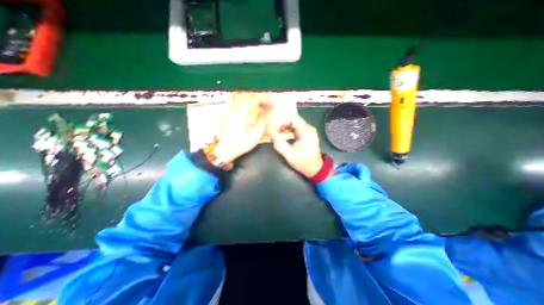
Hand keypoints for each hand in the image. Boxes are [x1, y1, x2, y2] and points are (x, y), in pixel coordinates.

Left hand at [214, 93, 269, 162]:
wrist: (224, 150)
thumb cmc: (240, 144)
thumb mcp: (255, 135)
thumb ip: (263, 121)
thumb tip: (268, 112)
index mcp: (240, 112)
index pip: (255, 99)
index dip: (266, 99)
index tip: (274, 101)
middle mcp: (233, 108)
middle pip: (249, 97)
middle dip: (261, 99)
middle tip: (270, 104)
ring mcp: (229, 110)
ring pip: (244, 99)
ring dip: (255, 101)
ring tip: (263, 106)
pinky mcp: (227, 113)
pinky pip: (239, 103)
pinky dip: (248, 104)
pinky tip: (252, 109)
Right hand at [270, 116, 323, 177]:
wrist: (315, 169)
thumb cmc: (303, 162)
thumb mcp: (289, 154)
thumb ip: (279, 143)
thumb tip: (270, 131)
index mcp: (306, 132)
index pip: (293, 118)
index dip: (282, 121)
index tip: (275, 128)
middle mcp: (308, 128)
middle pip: (293, 119)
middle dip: (282, 123)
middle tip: (275, 131)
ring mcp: (308, 130)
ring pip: (294, 122)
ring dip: (285, 126)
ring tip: (278, 133)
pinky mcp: (306, 133)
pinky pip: (296, 127)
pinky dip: (288, 129)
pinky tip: (283, 134)